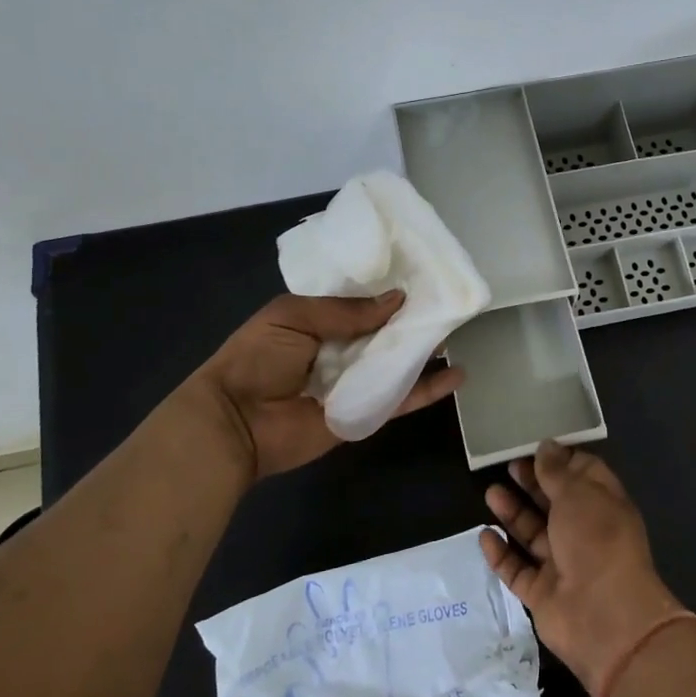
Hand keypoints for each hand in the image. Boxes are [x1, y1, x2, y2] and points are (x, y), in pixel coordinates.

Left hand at [186, 292, 463, 480]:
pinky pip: (400, 399)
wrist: (236, 422)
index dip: (387, 290)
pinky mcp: (365, 413)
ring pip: (398, 363)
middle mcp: (341, 350)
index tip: (422, 274)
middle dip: (413, 317)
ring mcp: (355, 383)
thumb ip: (345, 310)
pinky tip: (457, 375)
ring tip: (459, 329)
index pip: (361, 302)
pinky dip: (428, 389)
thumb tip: (396, 300)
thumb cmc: (256, 359)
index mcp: (319, 322)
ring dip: (426, 349)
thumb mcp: (292, 316)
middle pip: (385, 332)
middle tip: (451, 299)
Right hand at [480, 442, 684, 696]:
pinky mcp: (542, 593)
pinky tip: (485, 534)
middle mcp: (584, 533)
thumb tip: (546, 445)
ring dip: (513, 514)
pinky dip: (501, 553)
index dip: (560, 460)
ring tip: (490, 493)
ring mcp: (563, 565)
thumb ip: (557, 471)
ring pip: (533, 534)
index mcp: (603, 506)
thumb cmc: (598, 541)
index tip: (534, 445)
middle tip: (508, 466)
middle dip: (532, 484)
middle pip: (554, 503)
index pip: (583, 475)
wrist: (605, 617)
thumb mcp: (579, 494)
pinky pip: (517, 569)